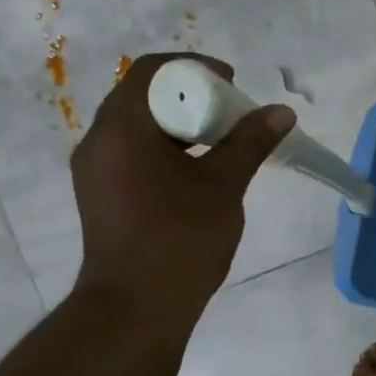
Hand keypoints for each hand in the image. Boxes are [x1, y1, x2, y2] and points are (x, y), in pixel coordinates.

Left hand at [71, 53, 293, 313]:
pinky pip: (131, 152)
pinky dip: (163, 149)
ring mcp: (94, 169)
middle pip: (142, 95)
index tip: (232, 85)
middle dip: (190, 97)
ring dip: (178, 125)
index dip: (196, 68)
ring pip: (137, 126)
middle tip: (231, 116)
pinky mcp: (100, 194)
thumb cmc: (181, 239)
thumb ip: (249, 142)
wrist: (136, 306)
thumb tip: (280, 111)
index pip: (153, 70)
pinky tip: (194, 173)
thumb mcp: (223, 186)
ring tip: (219, 145)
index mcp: (123, 127)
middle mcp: (99, 139)